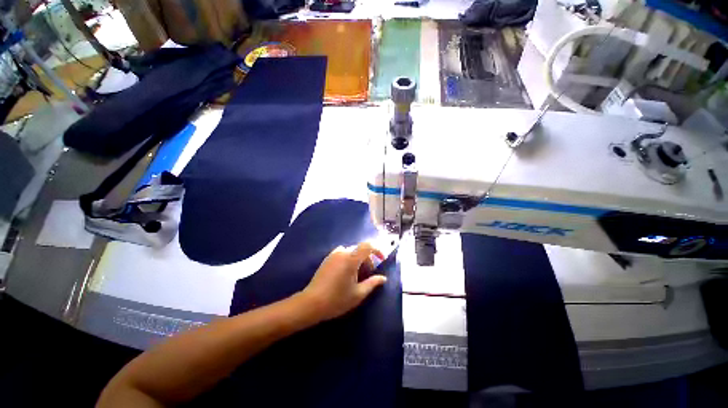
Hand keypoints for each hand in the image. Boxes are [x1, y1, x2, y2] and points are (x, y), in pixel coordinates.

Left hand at [300, 242, 386, 321]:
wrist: (311, 303)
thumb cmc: (337, 299)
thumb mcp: (358, 294)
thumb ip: (372, 283)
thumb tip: (383, 278)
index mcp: (351, 259)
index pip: (367, 246)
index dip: (377, 250)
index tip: (381, 260)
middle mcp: (342, 253)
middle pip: (360, 250)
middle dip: (367, 259)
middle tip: (368, 274)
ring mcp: (333, 255)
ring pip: (351, 252)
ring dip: (358, 259)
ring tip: (356, 275)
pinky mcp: (327, 259)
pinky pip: (342, 254)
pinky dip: (348, 259)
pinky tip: (345, 273)